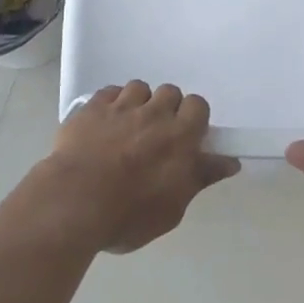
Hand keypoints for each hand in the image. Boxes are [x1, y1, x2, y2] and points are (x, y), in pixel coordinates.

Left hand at [33, 81, 239, 253]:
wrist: (74, 203)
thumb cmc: (129, 214)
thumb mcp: (173, 208)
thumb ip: (200, 178)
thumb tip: (230, 161)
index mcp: (179, 136)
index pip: (198, 105)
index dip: (193, 118)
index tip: (186, 137)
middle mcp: (154, 113)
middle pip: (170, 92)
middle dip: (167, 108)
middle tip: (156, 135)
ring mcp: (121, 106)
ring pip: (139, 88)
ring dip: (139, 103)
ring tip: (128, 127)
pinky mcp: (92, 107)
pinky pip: (109, 92)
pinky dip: (111, 103)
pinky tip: (105, 123)